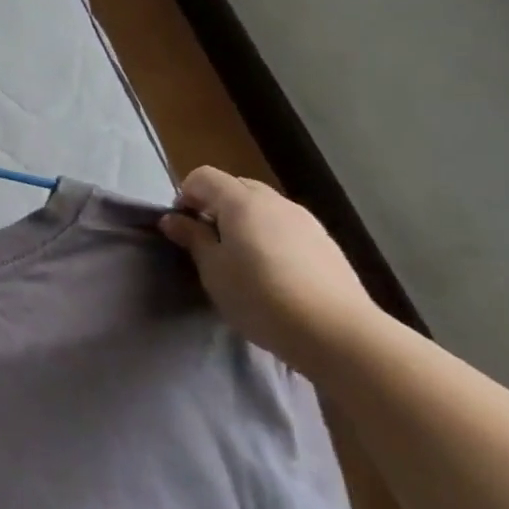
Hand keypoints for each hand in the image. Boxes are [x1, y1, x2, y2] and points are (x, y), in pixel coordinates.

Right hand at [160, 167, 381, 373]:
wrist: (336, 332)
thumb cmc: (259, 296)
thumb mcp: (213, 269)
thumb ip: (192, 238)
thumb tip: (172, 219)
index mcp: (242, 201)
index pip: (204, 176)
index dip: (186, 195)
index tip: (182, 227)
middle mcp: (275, 201)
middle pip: (236, 187)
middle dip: (215, 206)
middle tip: (208, 243)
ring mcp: (306, 221)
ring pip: (264, 208)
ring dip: (244, 222)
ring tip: (241, 260)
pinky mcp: (326, 243)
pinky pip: (286, 227)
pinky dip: (270, 237)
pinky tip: (274, 273)